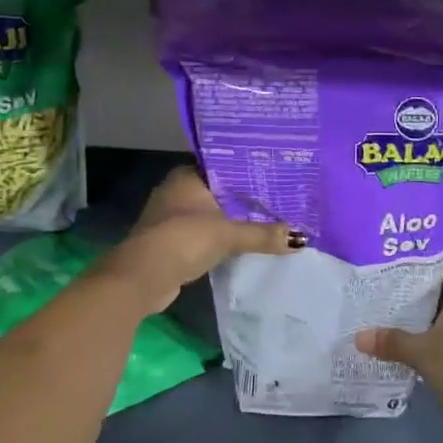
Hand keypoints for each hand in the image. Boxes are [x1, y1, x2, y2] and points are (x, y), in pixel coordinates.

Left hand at [101, 165, 294, 311]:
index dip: (248, 171)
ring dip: (232, 219)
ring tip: (268, 218)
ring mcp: (171, 216)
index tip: (275, 174)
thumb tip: (300, 238)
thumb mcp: (228, 235)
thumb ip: (263, 234)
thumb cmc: (184, 239)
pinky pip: (204, 232)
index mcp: (187, 175)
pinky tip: (243, 241)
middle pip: (219, 190)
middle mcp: (176, 190)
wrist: (143, 276)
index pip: (224, 165)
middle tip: (279, 198)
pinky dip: (220, 236)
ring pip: (211, 212)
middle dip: (244, 197)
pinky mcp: (171, 241)